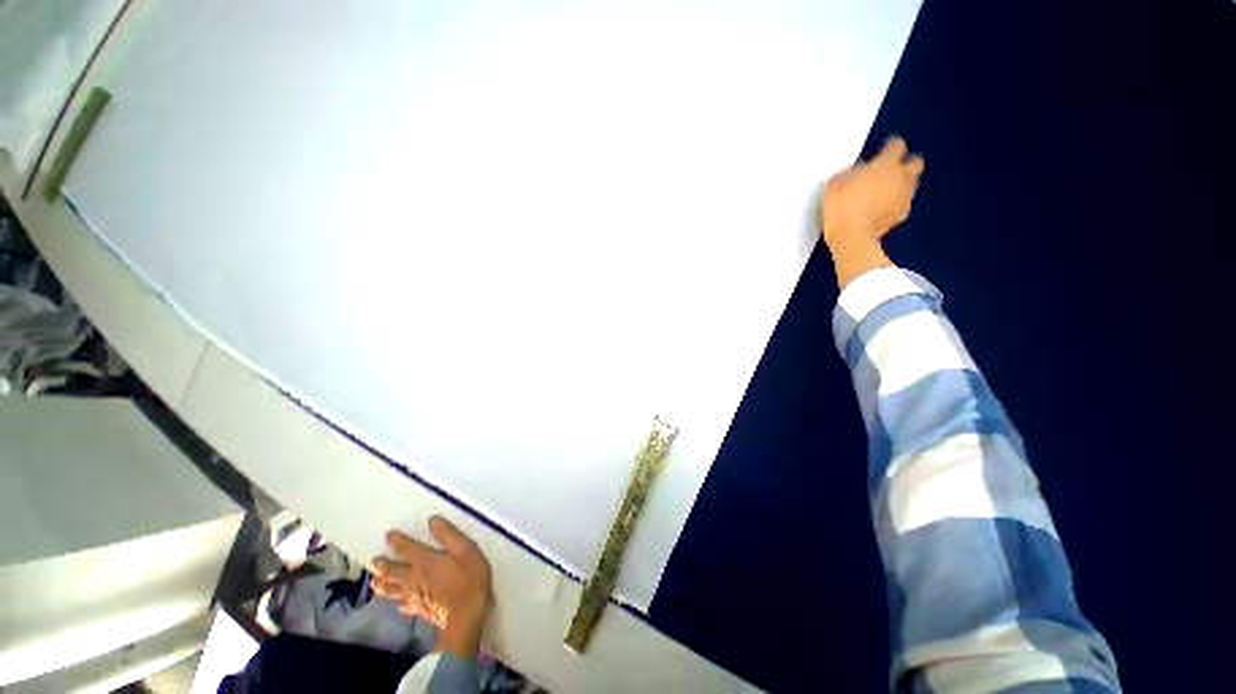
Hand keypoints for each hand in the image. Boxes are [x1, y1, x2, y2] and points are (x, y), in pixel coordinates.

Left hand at [371, 516, 492, 658]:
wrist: (466, 616)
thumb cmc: (469, 578)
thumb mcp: (465, 550)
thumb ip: (449, 535)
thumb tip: (432, 520)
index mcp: (424, 561)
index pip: (405, 548)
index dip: (396, 540)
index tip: (388, 535)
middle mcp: (413, 578)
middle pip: (392, 571)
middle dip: (381, 565)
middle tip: (373, 561)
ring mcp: (414, 597)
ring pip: (392, 590)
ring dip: (382, 585)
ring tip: (375, 582)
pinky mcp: (419, 610)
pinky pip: (404, 606)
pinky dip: (400, 602)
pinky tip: (400, 604)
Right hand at [820, 136, 924, 287]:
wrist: (851, 236)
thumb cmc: (841, 205)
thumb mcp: (835, 183)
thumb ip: (850, 173)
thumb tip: (857, 171)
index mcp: (885, 164)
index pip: (896, 145)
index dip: (890, 146)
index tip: (882, 150)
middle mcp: (901, 176)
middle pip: (915, 162)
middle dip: (905, 163)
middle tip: (890, 170)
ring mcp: (904, 197)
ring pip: (912, 183)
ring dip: (902, 183)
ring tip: (886, 190)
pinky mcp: (901, 215)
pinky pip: (903, 203)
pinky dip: (896, 202)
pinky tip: (883, 208)